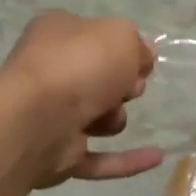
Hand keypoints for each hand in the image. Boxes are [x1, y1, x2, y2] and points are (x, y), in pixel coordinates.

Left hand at [0, 12, 163, 186]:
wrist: (38, 118)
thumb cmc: (79, 65)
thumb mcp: (122, 37)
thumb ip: (138, 46)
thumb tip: (141, 61)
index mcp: (56, 35)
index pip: (95, 38)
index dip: (122, 51)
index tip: (142, 63)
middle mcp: (49, 73)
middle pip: (99, 79)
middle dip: (121, 86)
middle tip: (129, 88)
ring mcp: (50, 116)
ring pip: (98, 117)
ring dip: (115, 119)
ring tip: (111, 117)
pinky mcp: (58, 155)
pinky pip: (100, 159)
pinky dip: (127, 160)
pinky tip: (157, 157)